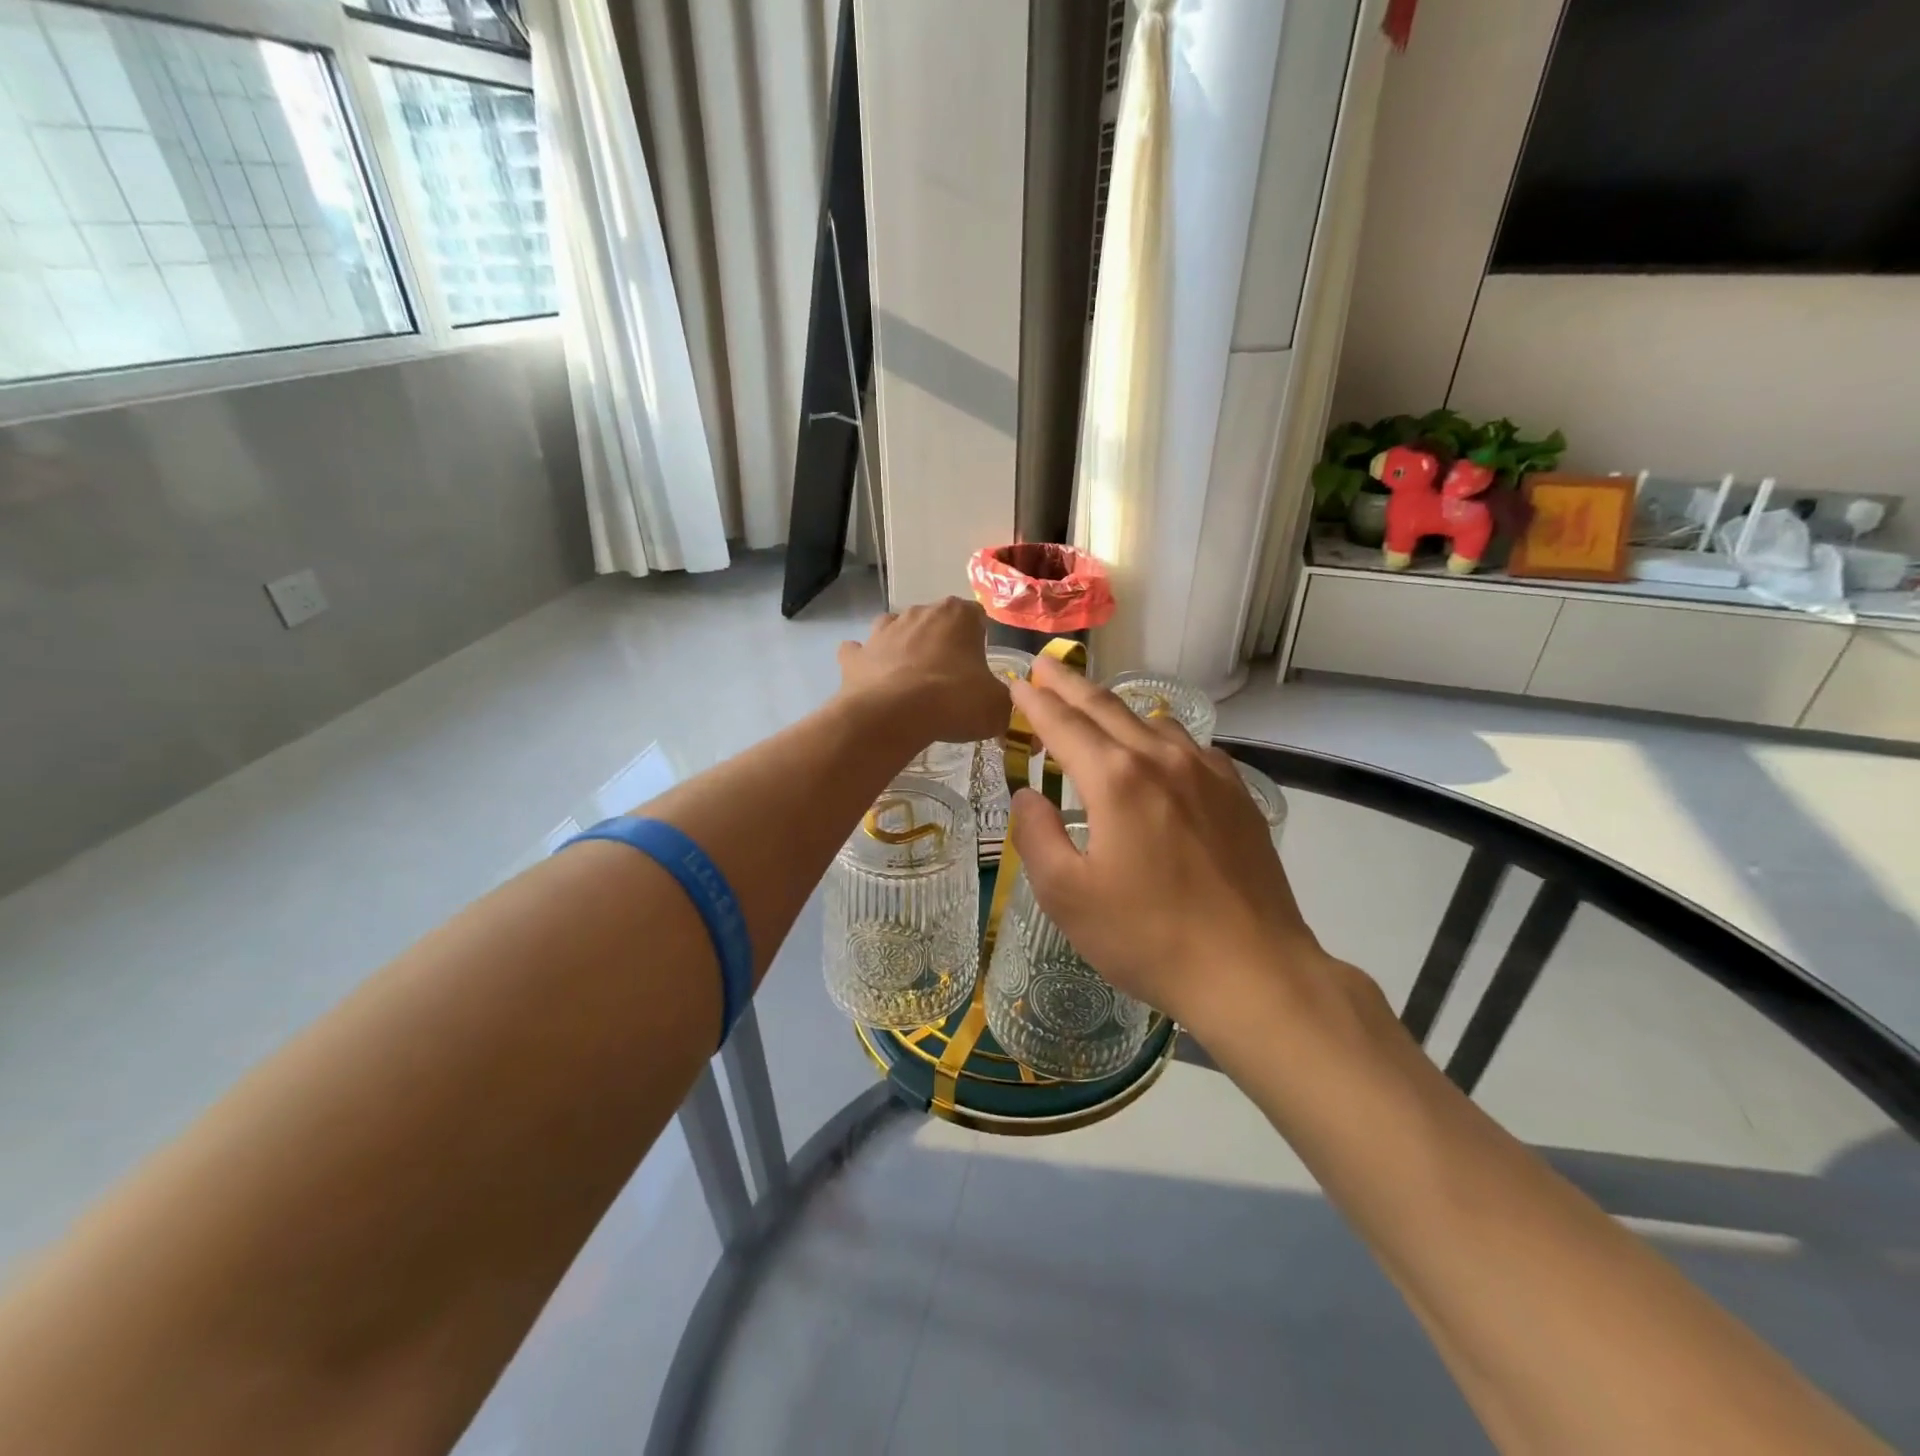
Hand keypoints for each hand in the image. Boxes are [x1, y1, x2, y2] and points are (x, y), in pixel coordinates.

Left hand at [838, 598, 1008, 746]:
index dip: (980, 640)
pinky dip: (866, 663)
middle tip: (949, 679)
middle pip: (936, 621)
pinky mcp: (855, 655)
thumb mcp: (996, 706)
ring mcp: (883, 631)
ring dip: (904, 647)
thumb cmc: (953, 701)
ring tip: (912, 679)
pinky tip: (873, 680)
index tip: (980, 666)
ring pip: (896, 629)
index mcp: (958, 615)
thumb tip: (1002, 705)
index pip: (976, 616)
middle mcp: (919, 613)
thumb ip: (1004, 700)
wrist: (892, 716)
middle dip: (942, 643)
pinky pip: (859, 652)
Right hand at [1006, 657, 1334, 1034]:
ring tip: (1093, 707)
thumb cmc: (1147, 937)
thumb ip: (1036, 835)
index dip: (1034, 701)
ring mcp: (1206, 772)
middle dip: (1069, 684)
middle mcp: (1161, 759)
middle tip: (1045, 665)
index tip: (1017, 681)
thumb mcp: (1067, 895)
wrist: (1252, 970)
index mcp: (1115, 779)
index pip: (1063, 724)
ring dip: (1114, 709)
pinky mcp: (1236, 793)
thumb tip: (1027, 794)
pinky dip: (1157, 735)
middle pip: (1106, 707)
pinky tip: (1157, 748)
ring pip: (1150, 721)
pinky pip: (1188, 745)